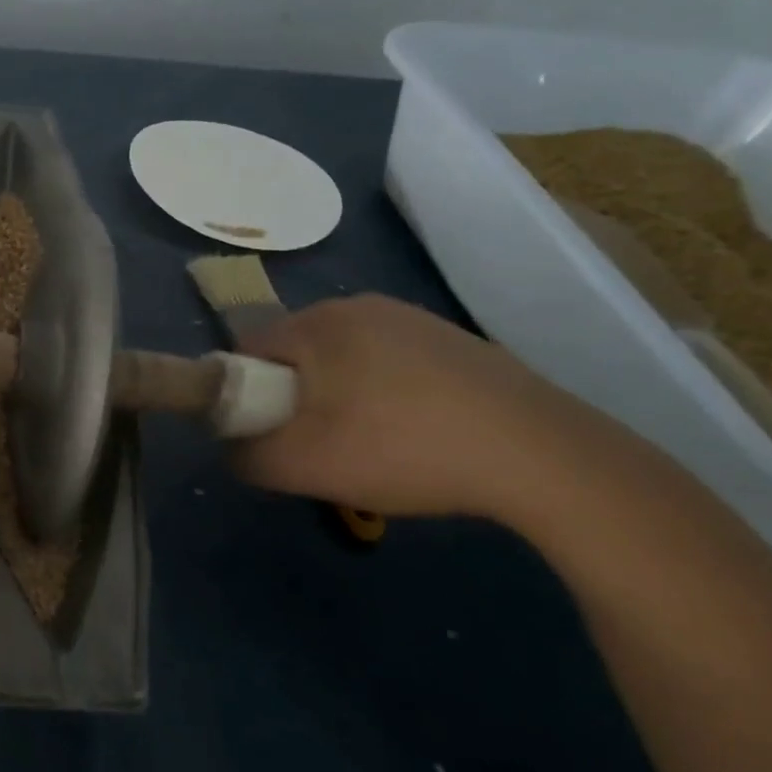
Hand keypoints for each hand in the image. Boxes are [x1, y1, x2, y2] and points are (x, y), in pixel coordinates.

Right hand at [231, 294, 598, 523]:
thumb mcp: (302, 466)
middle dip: (292, 398)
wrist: (540, 455)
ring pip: (342, 358)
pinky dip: (383, 393)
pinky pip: (389, 362)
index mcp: (317, 323)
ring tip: (368, 444)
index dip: (243, 394)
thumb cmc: (402, 448)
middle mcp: (359, 306)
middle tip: (316, 446)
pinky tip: (413, 433)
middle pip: (295, 353)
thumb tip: (231, 446)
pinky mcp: (452, 340)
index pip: (247, 350)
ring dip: (337, 397)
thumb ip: (244, 455)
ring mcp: (412, 318)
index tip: (267, 435)